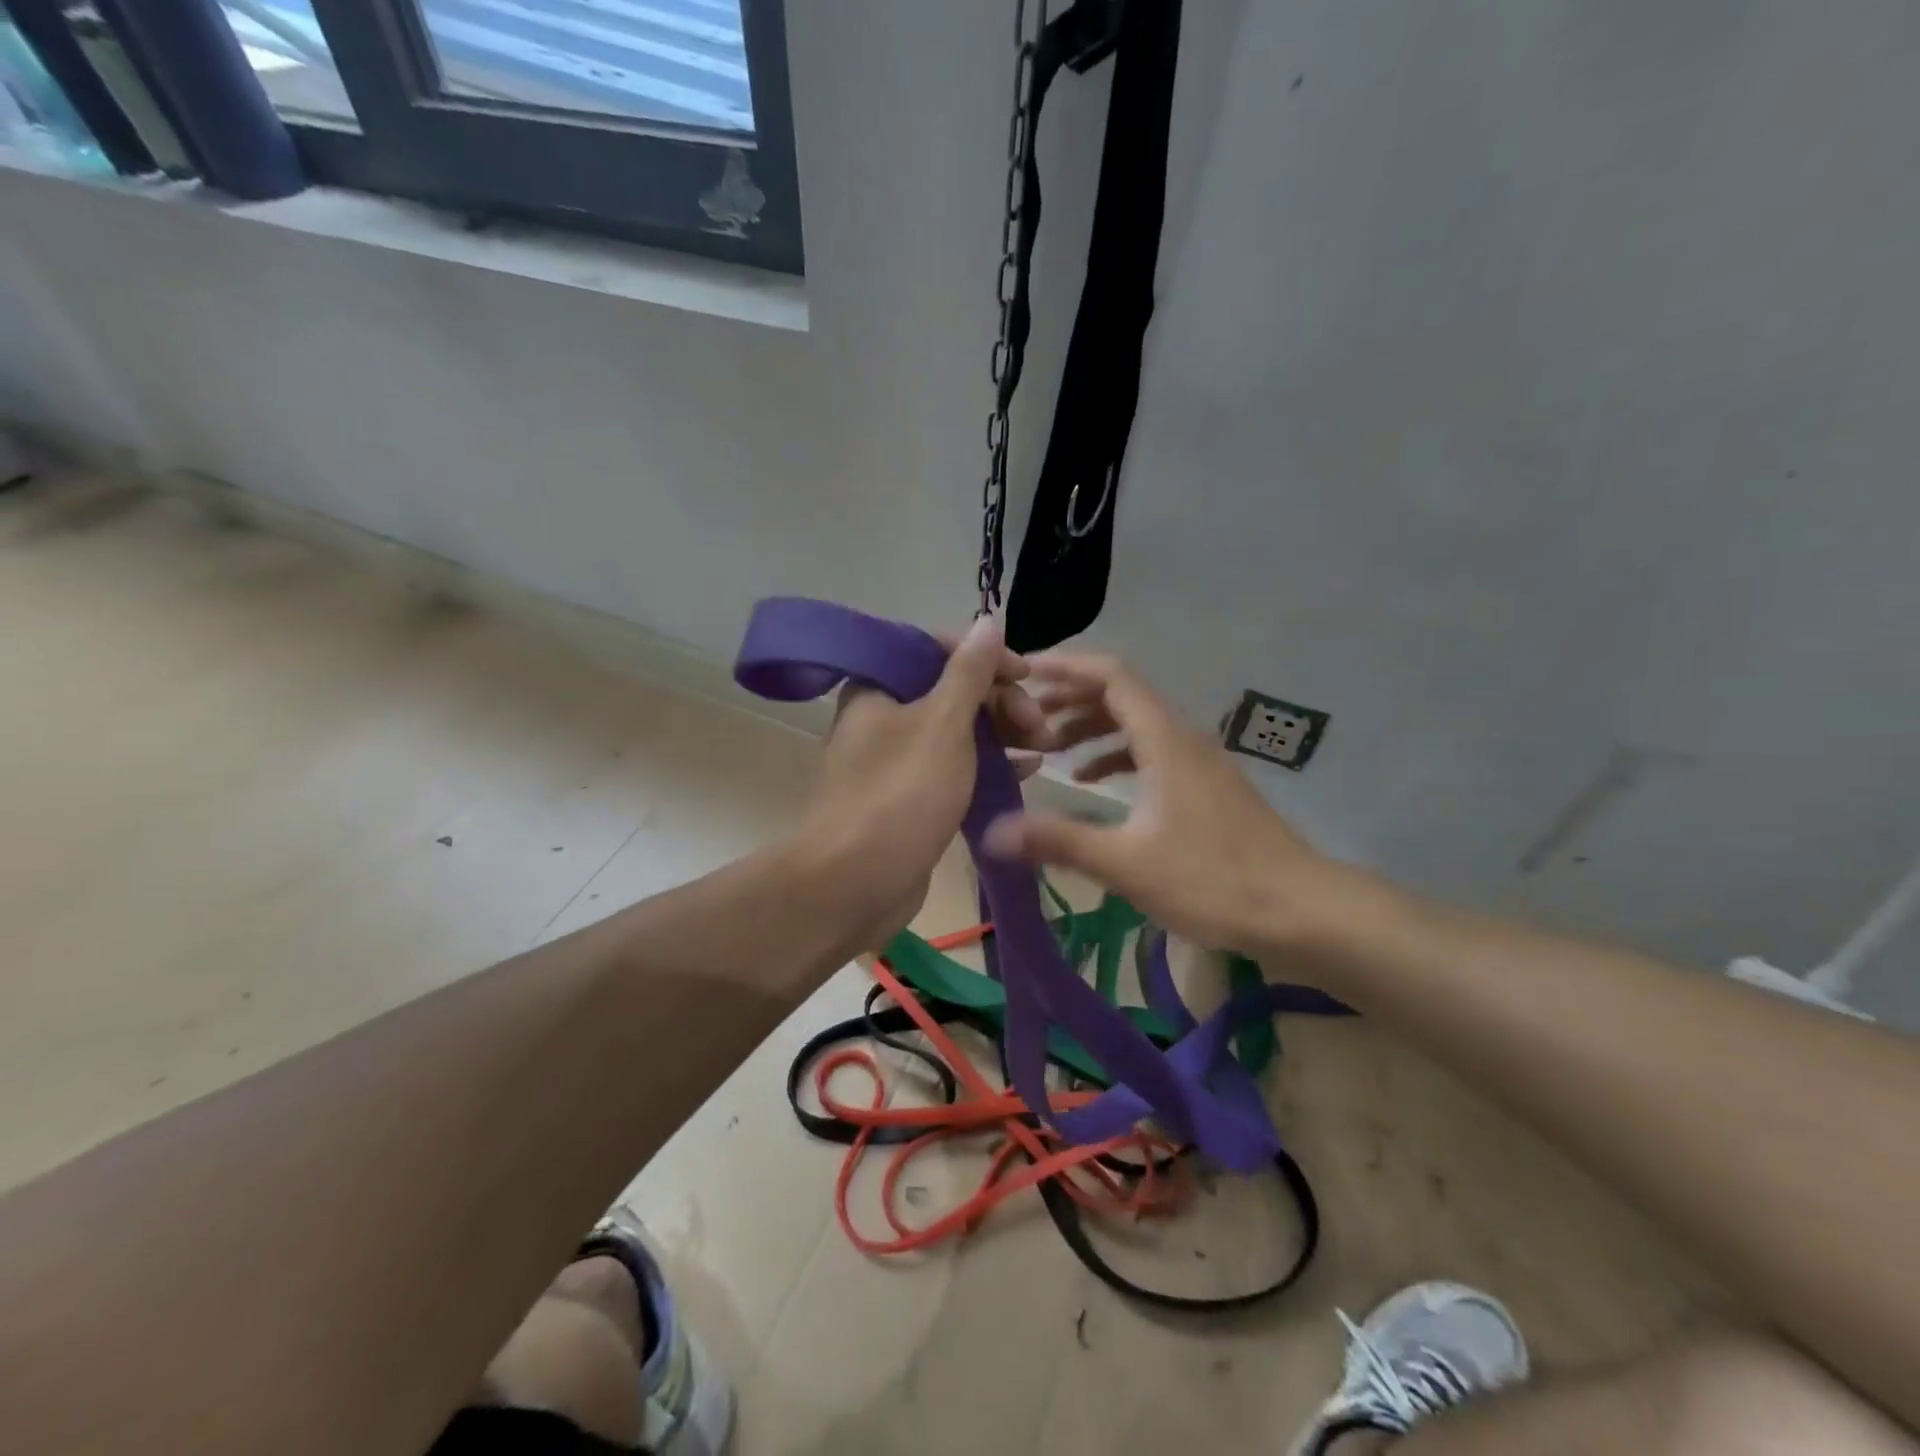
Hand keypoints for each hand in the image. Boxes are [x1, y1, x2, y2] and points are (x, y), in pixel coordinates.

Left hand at [795, 617, 1046, 946]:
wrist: (855, 884)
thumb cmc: (901, 795)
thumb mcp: (943, 724)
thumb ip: (969, 672)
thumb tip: (987, 621)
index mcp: (877, 686)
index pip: (935, 649)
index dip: (986, 658)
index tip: (1027, 676)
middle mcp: (882, 716)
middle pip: (950, 690)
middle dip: (1000, 701)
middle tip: (1040, 726)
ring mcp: (896, 759)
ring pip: (956, 731)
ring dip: (1001, 732)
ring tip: (1045, 746)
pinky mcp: (909, 796)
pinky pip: (954, 767)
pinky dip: (988, 764)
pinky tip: (1026, 769)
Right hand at [982, 653, 1367, 957]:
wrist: (1302, 910)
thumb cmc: (1213, 880)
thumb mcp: (1126, 863)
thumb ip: (1059, 841)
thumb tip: (993, 832)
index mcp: (1164, 740)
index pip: (1112, 677)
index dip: (1067, 667)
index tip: (1025, 671)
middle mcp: (1182, 738)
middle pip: (1122, 696)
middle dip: (1070, 699)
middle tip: (1024, 717)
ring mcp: (1198, 762)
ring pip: (1137, 725)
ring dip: (1092, 729)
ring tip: (1049, 749)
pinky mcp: (1206, 787)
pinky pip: (1152, 752)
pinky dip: (1117, 756)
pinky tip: (1094, 783)